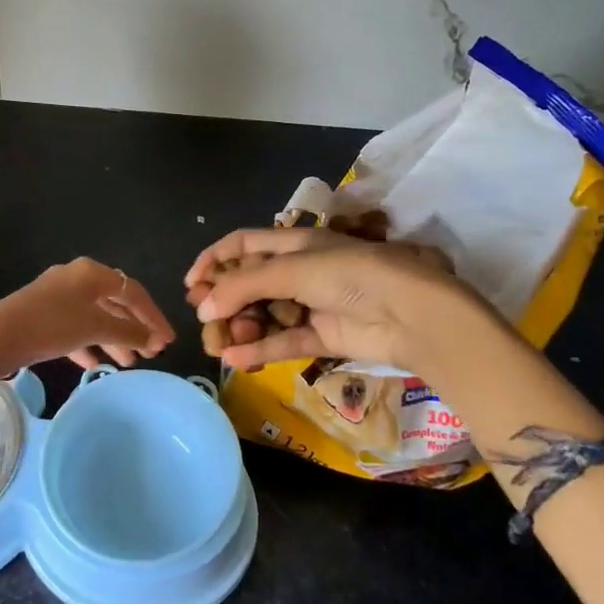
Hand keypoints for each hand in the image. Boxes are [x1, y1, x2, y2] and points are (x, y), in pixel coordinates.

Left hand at [0, 258, 174, 385]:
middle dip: (135, 328)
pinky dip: (89, 343)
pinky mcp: (43, 315)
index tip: (168, 341)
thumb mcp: (94, 327)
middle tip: (153, 353)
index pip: (133, 291)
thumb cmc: (51, 325)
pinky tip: (96, 364)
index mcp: (91, 272)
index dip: (153, 316)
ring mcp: (58, 296)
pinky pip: (75, 327)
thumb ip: (128, 331)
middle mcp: (76, 278)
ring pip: (95, 316)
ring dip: (114, 338)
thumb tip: (153, 336)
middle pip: (115, 302)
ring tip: (130, 363)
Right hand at [185, 226, 500, 373]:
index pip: (244, 244)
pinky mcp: (323, 337)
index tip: (192, 284)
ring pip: (264, 315)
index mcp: (294, 243)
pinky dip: (259, 350)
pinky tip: (235, 359)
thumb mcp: (293, 269)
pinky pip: (283, 342)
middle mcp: (300, 271)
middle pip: (250, 283)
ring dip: (240, 328)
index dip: (215, 259)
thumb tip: (203, 304)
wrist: (411, 312)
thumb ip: (244, 285)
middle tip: (204, 321)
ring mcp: (312, 305)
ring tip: (219, 344)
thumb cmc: (351, 274)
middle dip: (225, 301)